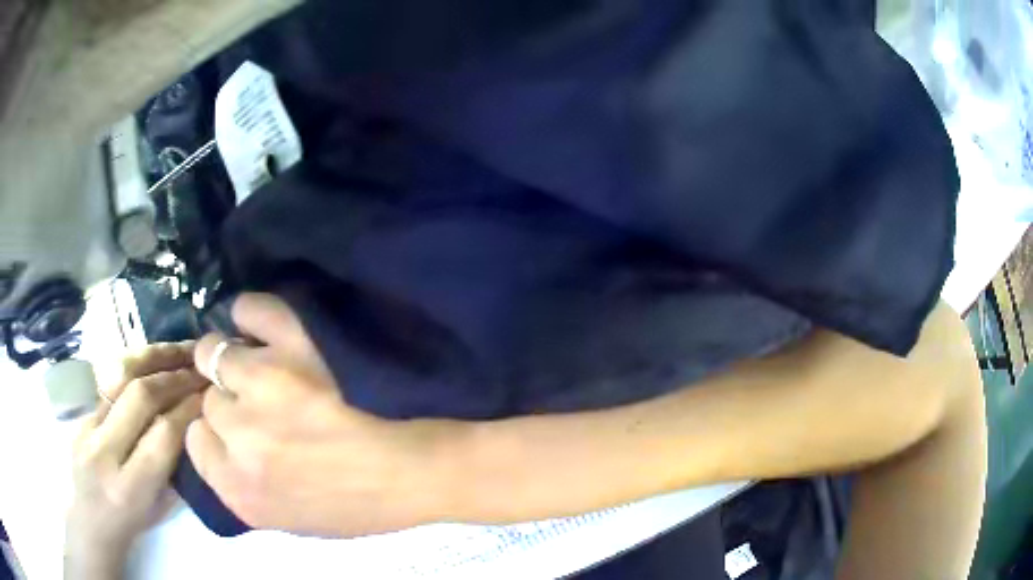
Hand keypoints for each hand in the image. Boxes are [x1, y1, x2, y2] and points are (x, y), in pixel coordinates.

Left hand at [67, 344, 205, 577]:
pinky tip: (153, 360)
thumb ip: (173, 466)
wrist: (89, 521)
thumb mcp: (160, 509)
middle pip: (139, 396)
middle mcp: (104, 452)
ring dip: (153, 358)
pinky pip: (109, 382)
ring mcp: (87, 427)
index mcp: (131, 487)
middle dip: (174, 376)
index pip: (163, 435)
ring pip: (120, 377)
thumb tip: (193, 423)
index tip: (210, 393)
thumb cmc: (132, 526)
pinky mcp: (80, 413)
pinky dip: (135, 367)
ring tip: (179, 349)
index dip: (188, 408)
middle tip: (199, 366)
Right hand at [188, 294, 460, 536]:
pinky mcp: (295, 347)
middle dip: (231, 402)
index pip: (196, 440)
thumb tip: (221, 440)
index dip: (217, 432)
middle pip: (210, 400)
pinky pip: (250, 311)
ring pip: (216, 355)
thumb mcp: (290, 519)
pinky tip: (260, 328)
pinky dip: (249, 316)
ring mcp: (264, 386)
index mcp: (240, 491)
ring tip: (261, 366)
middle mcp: (242, 438)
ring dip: (232, 360)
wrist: (419, 472)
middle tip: (262, 403)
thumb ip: (243, 483)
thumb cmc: (361, 504)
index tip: (237, 429)